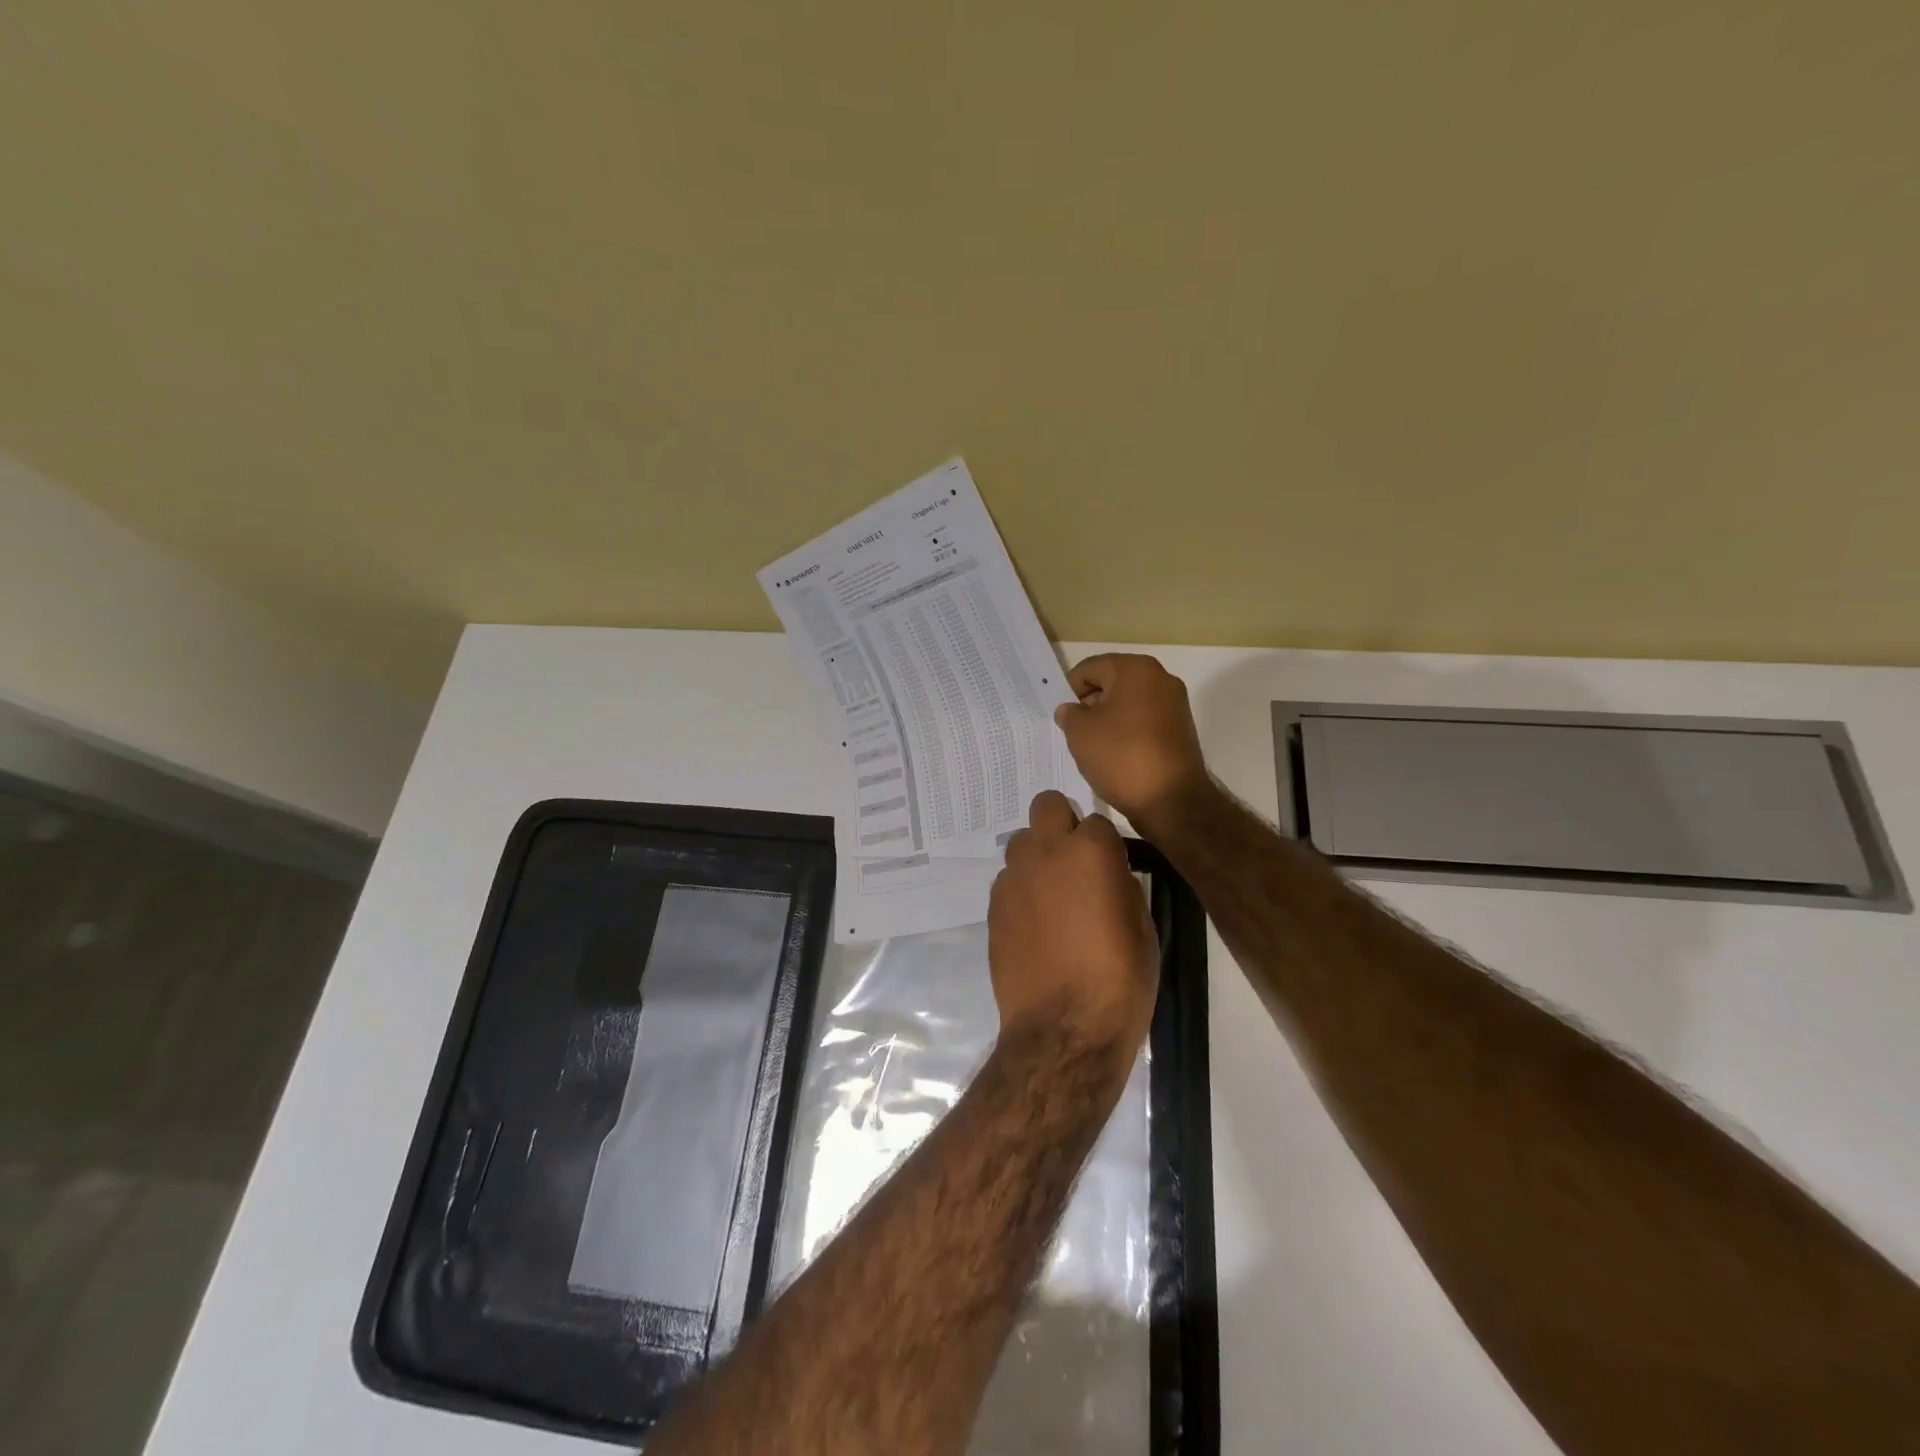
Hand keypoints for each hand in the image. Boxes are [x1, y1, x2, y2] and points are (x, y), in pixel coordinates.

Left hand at [988, 791, 1159, 1061]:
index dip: (1105, 844)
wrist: (1065, 1028)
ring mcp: (1014, 878)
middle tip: (1075, 861)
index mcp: (1091, 850)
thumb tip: (1108, 873)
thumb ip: (1120, 883)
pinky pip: (1008, 881)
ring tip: (1053, 896)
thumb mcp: (1142, 925)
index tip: (1111, 867)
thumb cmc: (1120, 978)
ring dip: (1038, 857)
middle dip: (1061, 824)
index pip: (1097, 821)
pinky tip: (1035, 924)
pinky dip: (1022, 890)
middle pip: (1047, 806)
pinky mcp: (993, 906)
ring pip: (1021, 842)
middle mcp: (1046, 852)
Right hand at [1054, 654, 1210, 832]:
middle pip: (1112, 682)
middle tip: (1074, 730)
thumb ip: (1069, 713)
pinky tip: (1115, 755)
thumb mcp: (1079, 732)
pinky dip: (1127, 732)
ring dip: (1108, 719)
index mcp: (1135, 669)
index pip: (1090, 668)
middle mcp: (1161, 678)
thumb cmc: (1121, 756)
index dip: (1069, 689)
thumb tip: (1072, 710)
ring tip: (1093, 746)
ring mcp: (1175, 704)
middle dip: (1090, 703)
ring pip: (1128, 703)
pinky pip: (1144, 721)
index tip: (1061, 715)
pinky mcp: (1180, 729)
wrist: (1171, 800)